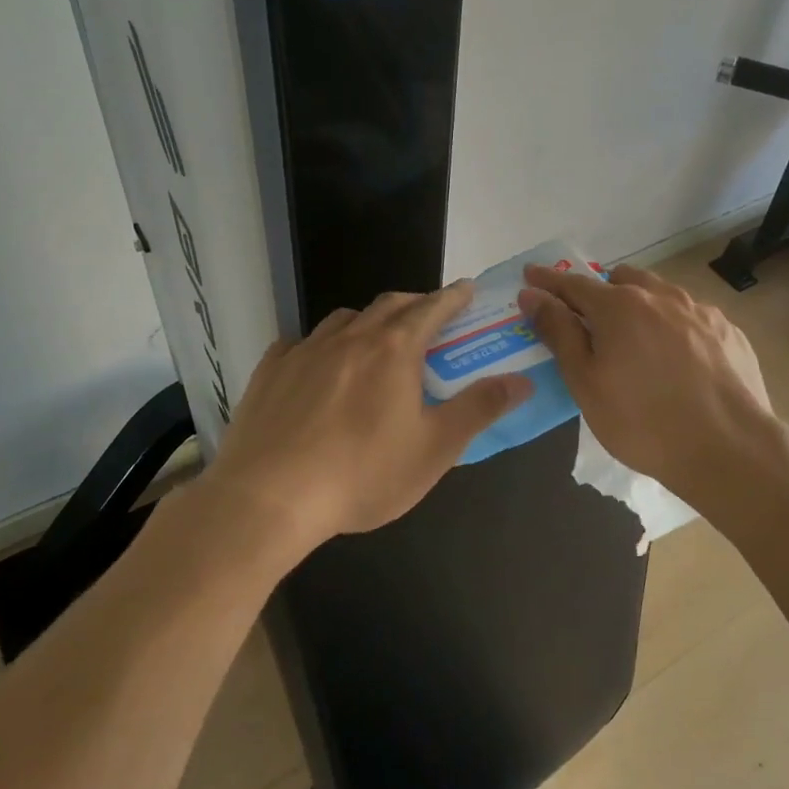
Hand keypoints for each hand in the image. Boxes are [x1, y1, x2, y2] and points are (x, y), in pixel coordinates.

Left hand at [197, 283, 530, 563]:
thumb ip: (479, 408)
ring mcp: (305, 351)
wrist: (268, 498)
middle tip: (429, 319)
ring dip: (368, 322)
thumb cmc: (363, 474)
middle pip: (389, 305)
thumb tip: (520, 380)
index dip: (454, 297)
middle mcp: (350, 337)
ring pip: (344, 319)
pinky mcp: (269, 371)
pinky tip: (317, 367)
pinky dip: (320, 346)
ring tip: (374, 343)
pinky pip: (300, 343)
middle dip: (415, 304)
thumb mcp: (435, 448)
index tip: (467, 290)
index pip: (433, 308)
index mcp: (394, 350)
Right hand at [518, 263, 774, 503]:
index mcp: (620, 306)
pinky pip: (690, 317)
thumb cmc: (643, 421)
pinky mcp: (729, 331)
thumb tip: (533, 295)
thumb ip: (559, 333)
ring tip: (636, 339)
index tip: (530, 275)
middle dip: (600, 292)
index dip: (548, 281)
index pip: (573, 283)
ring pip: (660, 294)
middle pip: (621, 280)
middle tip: (590, 321)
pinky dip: (674, 326)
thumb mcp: (587, 383)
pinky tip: (678, 359)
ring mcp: (700, 311)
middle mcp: (661, 296)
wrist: (729, 448)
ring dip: (640, 305)